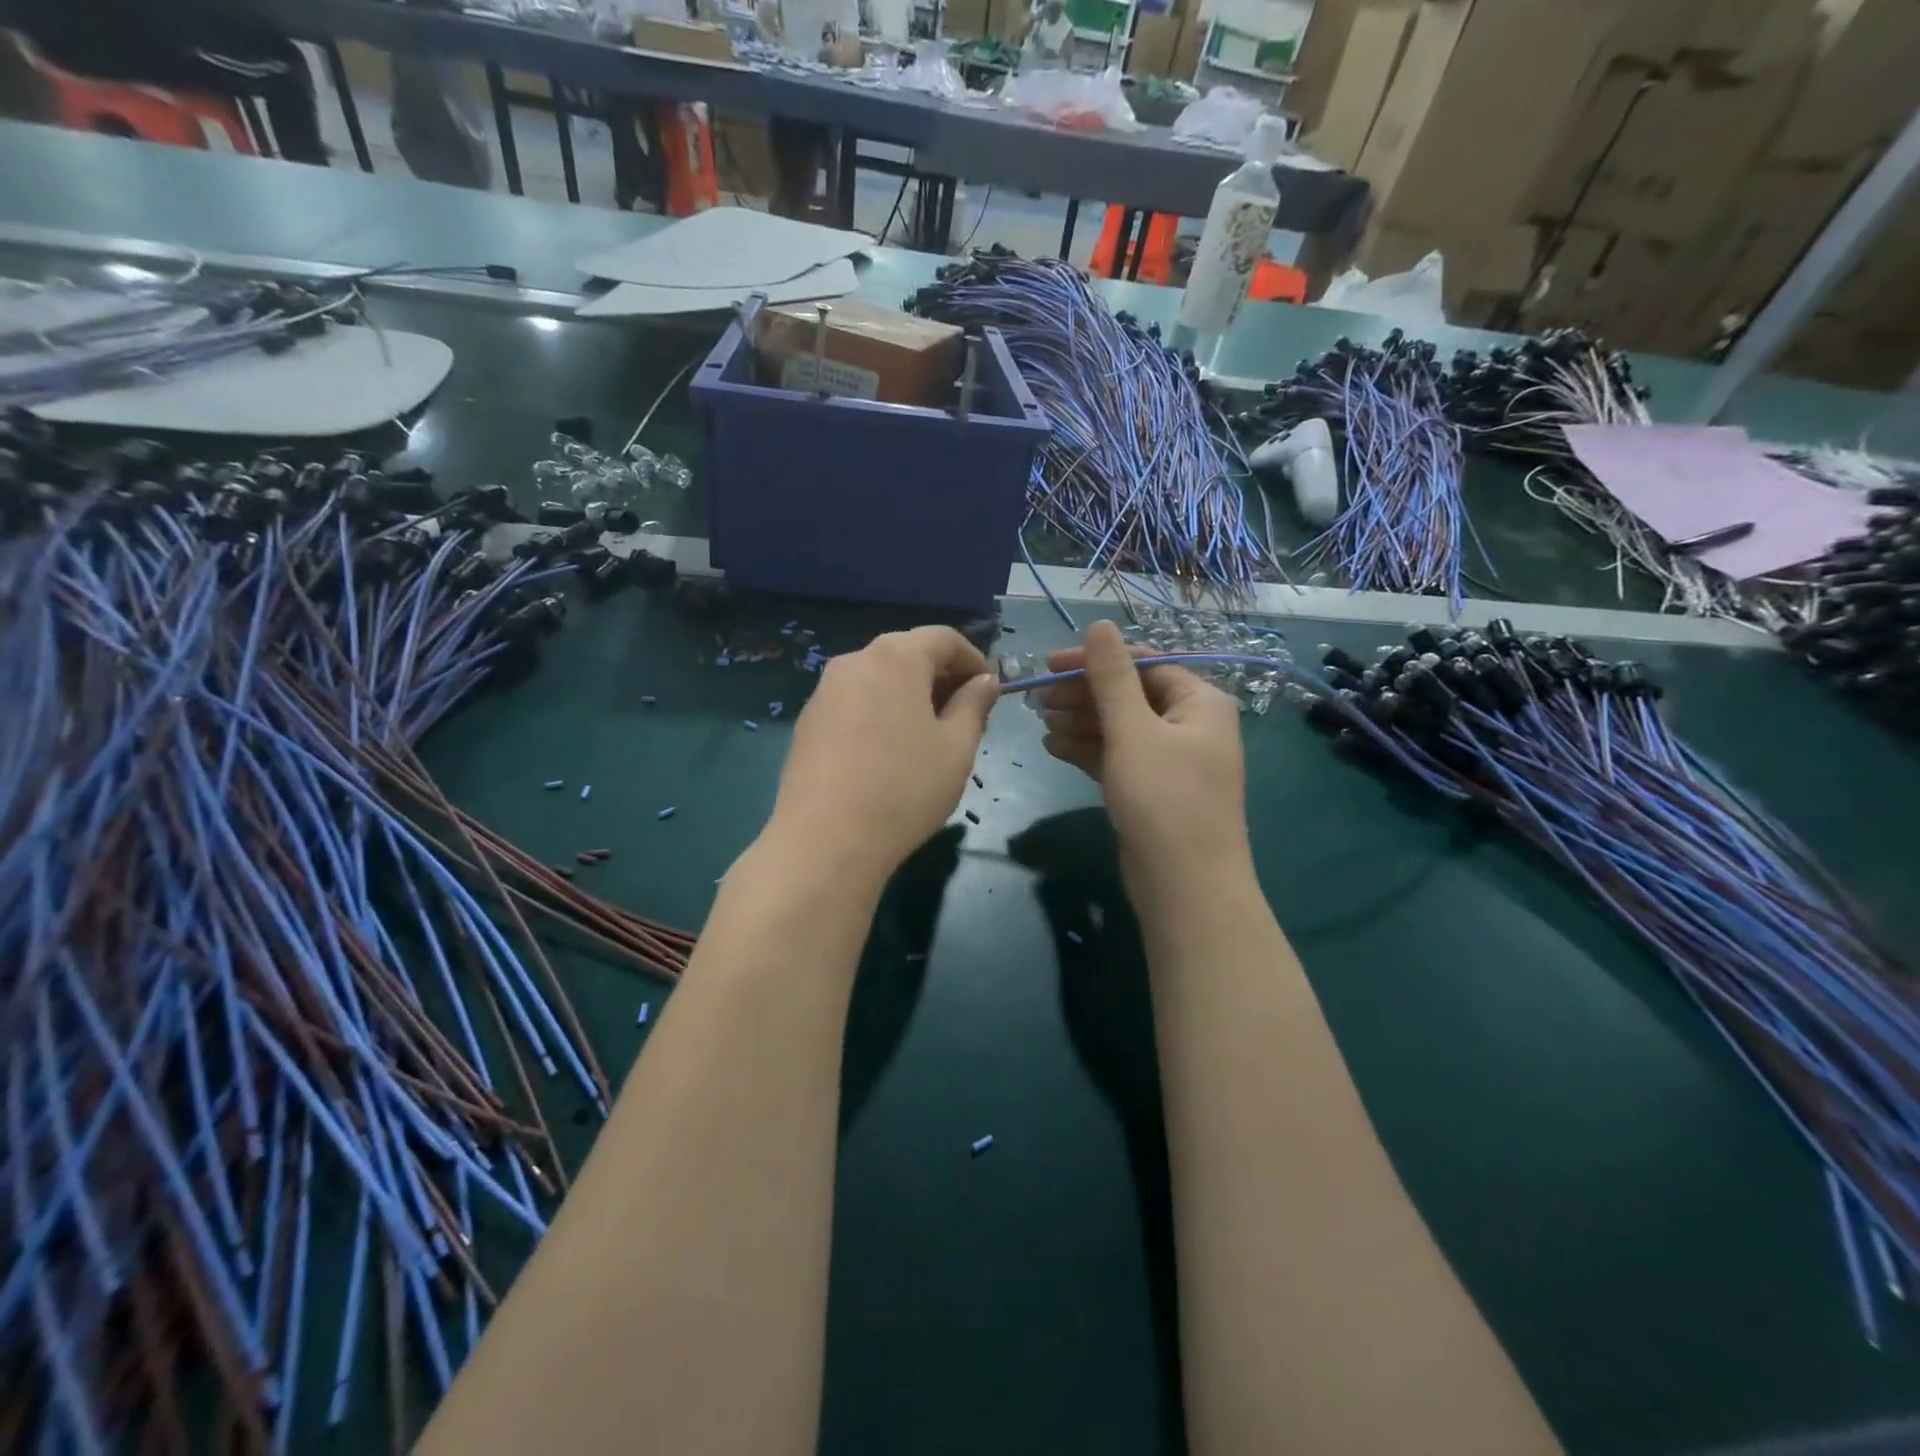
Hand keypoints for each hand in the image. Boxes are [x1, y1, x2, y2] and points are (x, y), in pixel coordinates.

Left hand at [768, 626, 997, 883]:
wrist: (825, 840)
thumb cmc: (905, 788)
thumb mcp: (957, 747)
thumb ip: (974, 705)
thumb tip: (984, 681)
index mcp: (895, 657)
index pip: (943, 638)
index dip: (973, 659)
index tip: (991, 690)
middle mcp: (854, 661)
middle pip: (907, 655)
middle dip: (941, 678)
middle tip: (966, 716)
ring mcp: (824, 692)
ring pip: (878, 680)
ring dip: (910, 697)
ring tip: (929, 737)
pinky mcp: (807, 723)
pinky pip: (854, 704)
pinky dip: (880, 713)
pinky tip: (889, 753)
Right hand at [1035, 620, 1250, 895]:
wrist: (1185, 887)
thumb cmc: (1164, 798)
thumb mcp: (1133, 731)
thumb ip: (1112, 677)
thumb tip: (1100, 624)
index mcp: (1200, 703)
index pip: (1143, 665)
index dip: (1095, 661)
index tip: (1049, 665)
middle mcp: (1191, 726)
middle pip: (1130, 695)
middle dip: (1083, 695)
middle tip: (1037, 698)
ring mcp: (1172, 761)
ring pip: (1121, 728)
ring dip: (1081, 722)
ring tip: (1040, 722)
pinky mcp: (1153, 790)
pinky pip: (1118, 757)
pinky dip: (1088, 750)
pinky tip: (1053, 746)